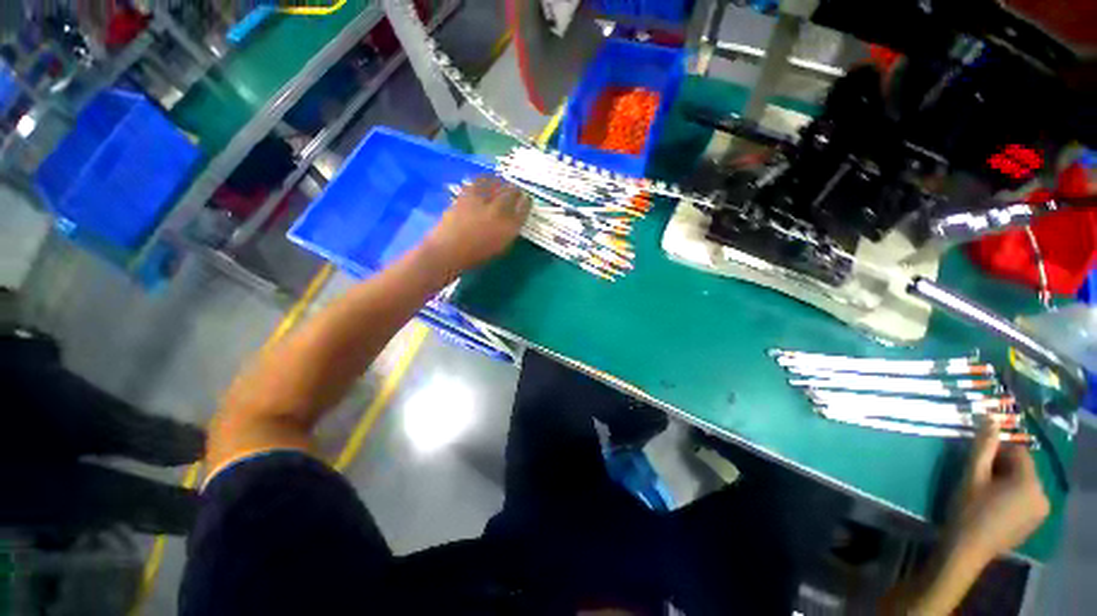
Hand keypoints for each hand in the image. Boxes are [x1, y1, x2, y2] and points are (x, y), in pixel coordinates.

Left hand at [423, 176, 529, 272]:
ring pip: (497, 184)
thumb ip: (508, 232)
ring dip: (501, 182)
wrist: (448, 251)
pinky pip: (479, 182)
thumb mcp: (500, 247)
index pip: (524, 209)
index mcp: (510, 227)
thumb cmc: (476, 255)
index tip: (526, 199)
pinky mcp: (467, 195)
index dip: (526, 202)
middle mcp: (499, 211)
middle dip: (515, 190)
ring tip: (501, 181)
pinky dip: (485, 179)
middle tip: (515, 189)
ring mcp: (482, 201)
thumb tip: (511, 220)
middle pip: (512, 193)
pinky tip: (485, 180)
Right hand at [947, 420, 1049, 561]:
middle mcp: (1043, 495)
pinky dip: (1012, 496)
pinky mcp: (1034, 523)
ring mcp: (1041, 512)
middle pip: (1023, 469)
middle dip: (1002, 469)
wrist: (967, 550)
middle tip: (979, 478)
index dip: (997, 452)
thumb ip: (983, 446)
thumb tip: (990, 418)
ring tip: (986, 493)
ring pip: (1025, 484)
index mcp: (1030, 482)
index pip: (1018, 452)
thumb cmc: (968, 509)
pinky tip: (994, 507)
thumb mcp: (971, 475)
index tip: (978, 463)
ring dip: (1007, 482)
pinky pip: (1026, 499)